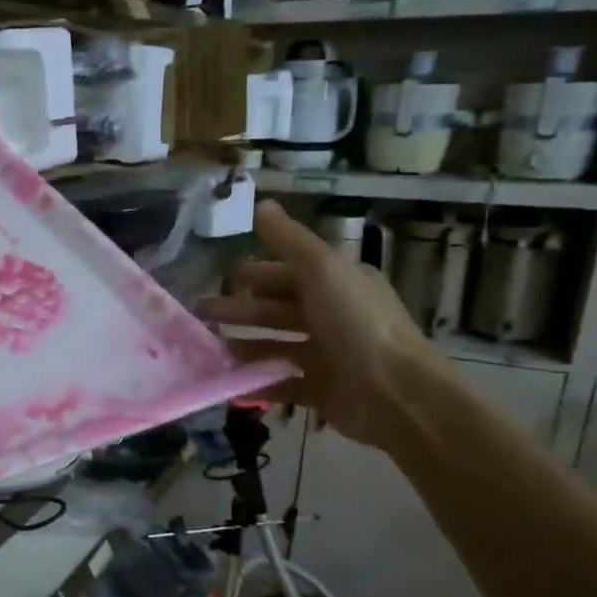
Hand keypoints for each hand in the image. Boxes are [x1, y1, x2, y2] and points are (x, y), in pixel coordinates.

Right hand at [204, 201, 444, 451]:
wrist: (395, 393)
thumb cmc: (356, 324)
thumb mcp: (322, 269)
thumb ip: (289, 239)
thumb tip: (261, 203)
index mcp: (337, 283)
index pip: (288, 274)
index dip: (255, 275)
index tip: (219, 280)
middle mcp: (333, 316)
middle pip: (277, 310)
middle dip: (240, 311)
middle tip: (201, 316)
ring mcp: (328, 355)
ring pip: (276, 346)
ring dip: (243, 346)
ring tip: (210, 350)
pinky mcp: (321, 390)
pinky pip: (281, 384)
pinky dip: (256, 383)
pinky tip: (228, 384)